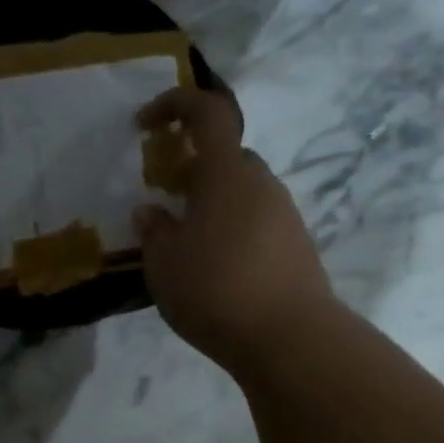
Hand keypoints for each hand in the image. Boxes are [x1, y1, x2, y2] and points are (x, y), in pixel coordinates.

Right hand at [134, 86, 334, 374]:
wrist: (289, 338)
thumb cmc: (215, 290)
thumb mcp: (163, 265)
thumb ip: (154, 232)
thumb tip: (152, 212)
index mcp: (226, 173)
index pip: (207, 112)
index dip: (174, 104)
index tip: (145, 124)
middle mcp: (262, 183)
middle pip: (226, 158)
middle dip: (193, 170)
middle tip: (166, 202)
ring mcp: (285, 214)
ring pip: (243, 193)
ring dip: (213, 205)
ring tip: (187, 246)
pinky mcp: (298, 246)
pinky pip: (257, 222)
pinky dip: (232, 232)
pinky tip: (217, 270)